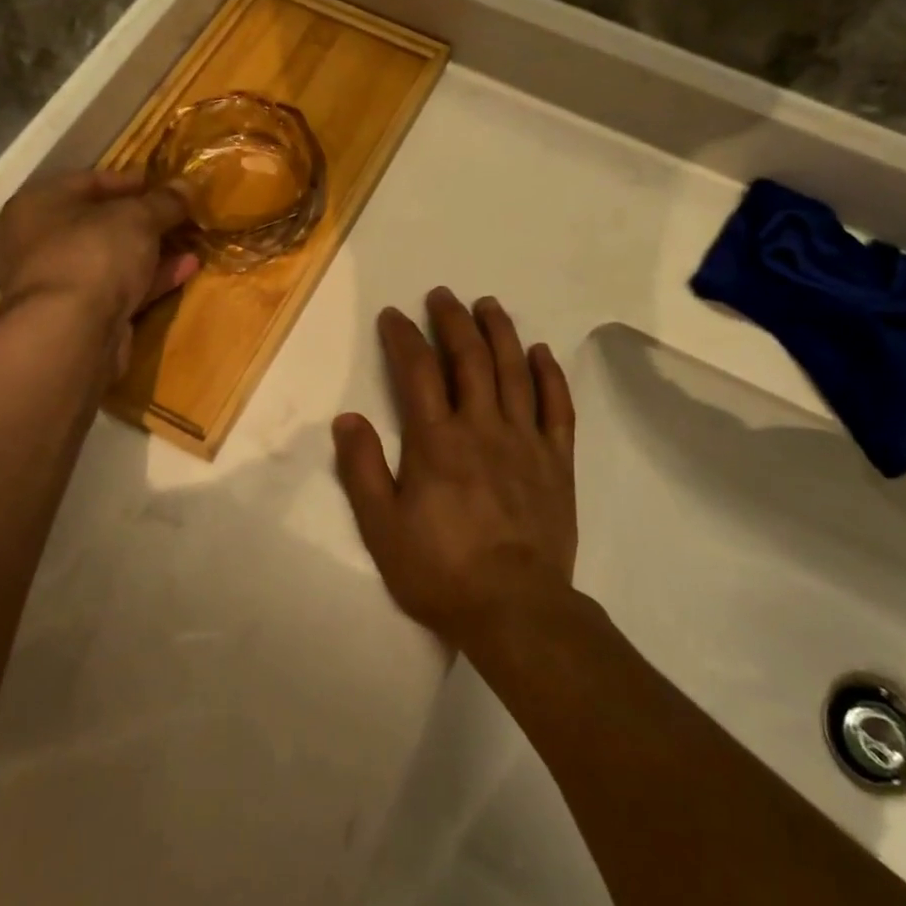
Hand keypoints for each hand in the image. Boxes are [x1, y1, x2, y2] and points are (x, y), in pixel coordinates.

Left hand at [0, 169, 196, 376]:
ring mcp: (61, 282)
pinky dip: (152, 278)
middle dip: (145, 219)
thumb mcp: (137, 217)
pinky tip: (187, 268)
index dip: (130, 180)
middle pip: (101, 222)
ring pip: (114, 258)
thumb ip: (164, 201)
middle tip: (182, 214)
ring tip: (192, 240)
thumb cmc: (93, 254)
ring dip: (153, 250)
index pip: (89, 181)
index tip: (167, 183)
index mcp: (40, 205)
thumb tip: (186, 186)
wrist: (71, 334)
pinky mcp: (82, 316)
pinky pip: (122, 288)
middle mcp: (41, 241)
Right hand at [332, 287, 576, 649]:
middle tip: (443, 295)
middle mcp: (482, 427)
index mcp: (437, 441)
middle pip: (469, 358)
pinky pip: (557, 406)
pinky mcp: (557, 460)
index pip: (417, 371)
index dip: (404, 337)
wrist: (516, 611)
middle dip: (453, 320)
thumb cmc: (441, 571)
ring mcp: (525, 440)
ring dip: (500, 332)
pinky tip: (541, 352)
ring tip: (489, 305)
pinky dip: (550, 374)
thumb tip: (348, 418)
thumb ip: (363, 469)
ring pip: (514, 370)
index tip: (394, 314)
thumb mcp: (383, 528)